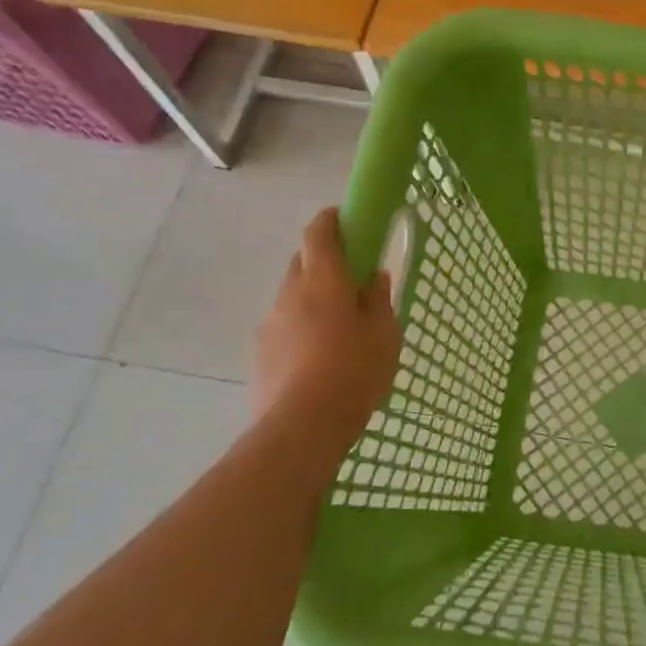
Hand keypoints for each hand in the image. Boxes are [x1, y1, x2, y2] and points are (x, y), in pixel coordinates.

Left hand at [253, 209, 400, 432]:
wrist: (302, 426)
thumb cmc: (354, 371)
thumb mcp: (384, 334)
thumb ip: (379, 300)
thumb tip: (374, 278)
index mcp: (323, 280)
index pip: (319, 233)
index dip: (331, 220)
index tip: (346, 219)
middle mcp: (290, 293)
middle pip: (302, 261)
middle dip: (323, 260)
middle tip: (350, 279)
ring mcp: (270, 322)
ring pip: (292, 296)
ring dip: (312, 297)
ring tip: (337, 326)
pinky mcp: (260, 352)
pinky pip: (284, 325)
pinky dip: (301, 326)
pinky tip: (319, 355)